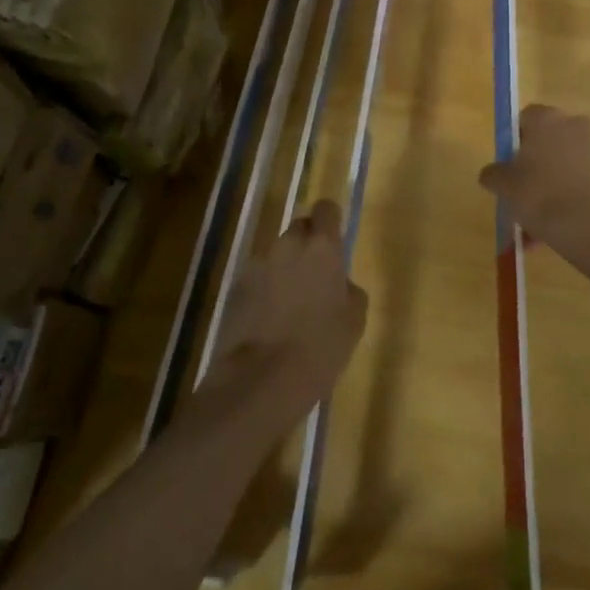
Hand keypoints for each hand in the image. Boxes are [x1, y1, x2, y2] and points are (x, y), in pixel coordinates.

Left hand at [207, 200, 367, 416]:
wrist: (261, 380)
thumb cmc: (321, 347)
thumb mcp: (354, 318)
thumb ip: (348, 288)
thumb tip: (338, 282)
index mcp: (322, 247)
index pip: (326, 209)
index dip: (331, 221)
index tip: (335, 241)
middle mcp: (287, 245)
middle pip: (299, 228)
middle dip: (308, 245)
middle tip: (316, 276)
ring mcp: (256, 265)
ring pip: (277, 255)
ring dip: (285, 269)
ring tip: (291, 305)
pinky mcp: (235, 289)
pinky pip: (258, 279)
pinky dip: (265, 291)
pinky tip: (269, 320)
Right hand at [479, 105, 589, 256]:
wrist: (589, 225)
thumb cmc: (539, 195)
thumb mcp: (503, 186)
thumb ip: (493, 174)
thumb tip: (492, 173)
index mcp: (547, 119)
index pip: (526, 117)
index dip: (515, 139)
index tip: (510, 164)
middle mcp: (576, 125)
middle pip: (550, 139)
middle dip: (538, 161)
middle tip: (524, 189)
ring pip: (568, 163)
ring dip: (555, 182)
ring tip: (541, 219)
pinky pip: (585, 181)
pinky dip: (574, 195)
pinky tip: (562, 223)